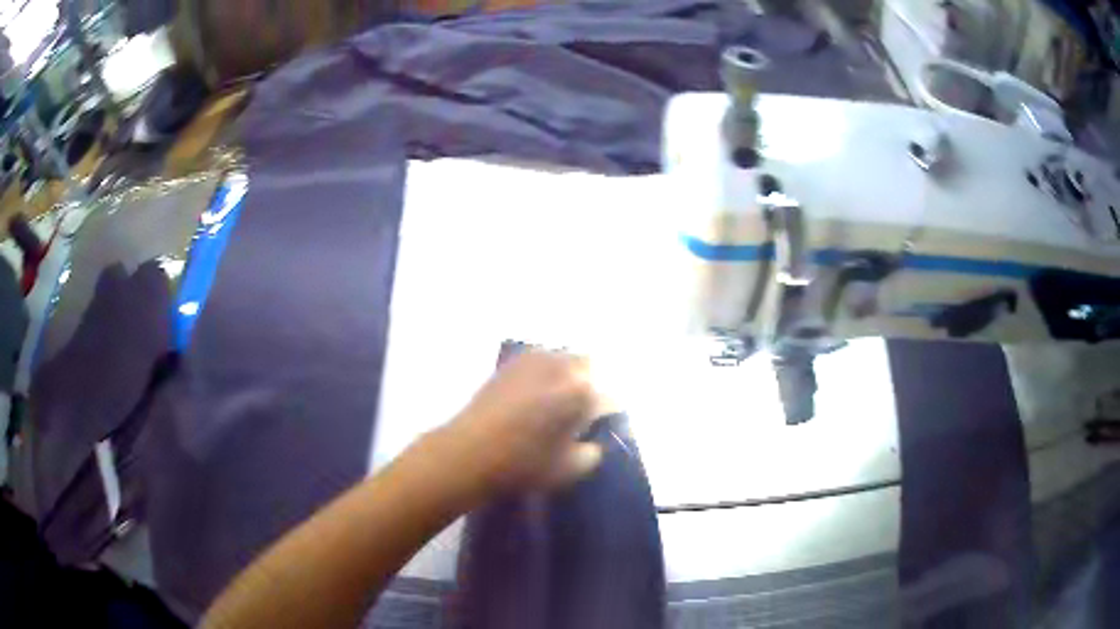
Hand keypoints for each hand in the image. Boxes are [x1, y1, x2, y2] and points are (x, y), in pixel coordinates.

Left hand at [439, 350, 604, 497]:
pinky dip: (547, 372)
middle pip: (591, 368)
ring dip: (570, 375)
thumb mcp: (570, 469)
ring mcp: (534, 360)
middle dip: (592, 386)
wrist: (468, 453)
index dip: (610, 413)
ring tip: (560, 400)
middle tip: (583, 410)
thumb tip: (593, 441)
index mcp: (582, 392)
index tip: (604, 425)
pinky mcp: (512, 363)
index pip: (611, 396)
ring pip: (565, 360)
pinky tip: (537, 394)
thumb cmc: (523, 465)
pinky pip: (541, 360)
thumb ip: (593, 452)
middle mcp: (562, 367)